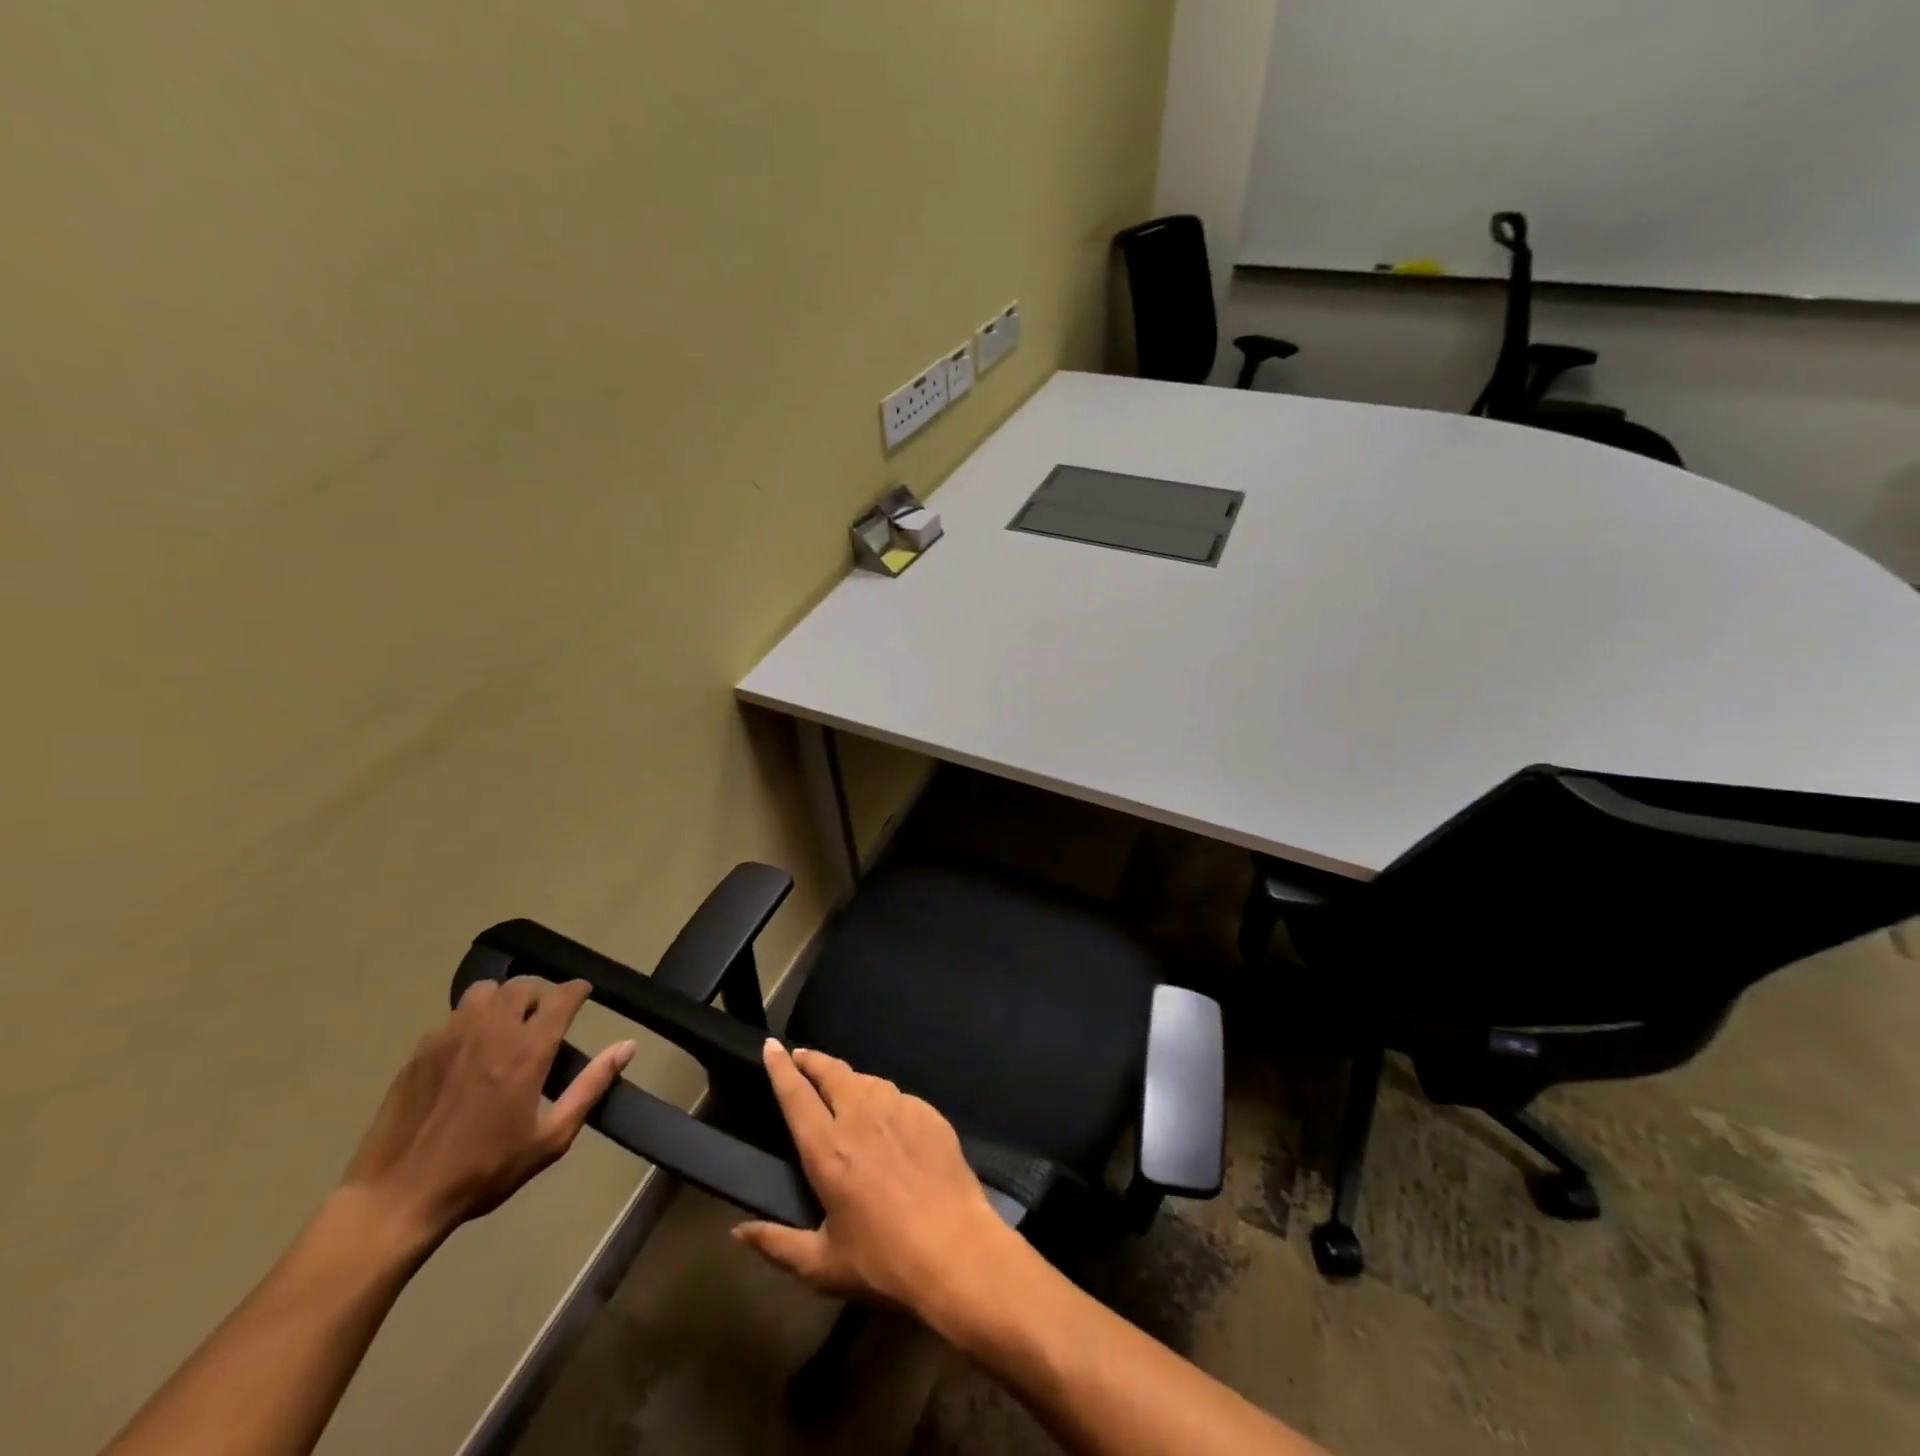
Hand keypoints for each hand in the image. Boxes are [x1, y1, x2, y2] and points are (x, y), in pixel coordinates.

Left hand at [342, 977, 634, 1246]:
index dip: (578, 990)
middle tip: (545, 1015)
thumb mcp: (550, 1139)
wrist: (397, 1199)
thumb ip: (591, 1086)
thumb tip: (627, 1046)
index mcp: (528, 1050)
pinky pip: (453, 1015)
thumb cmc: (483, 1171)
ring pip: (485, 992)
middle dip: (541, 993)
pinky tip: (470, 1048)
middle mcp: (492, 1031)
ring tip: (506, 1024)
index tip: (584, 995)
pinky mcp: (420, 1050)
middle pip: (523, 986)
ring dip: (503, 1000)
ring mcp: (451, 1037)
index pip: (561, 996)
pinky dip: (471, 1020)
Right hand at [731, 1042, 1015, 1321]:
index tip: (771, 1046)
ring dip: (849, 1079)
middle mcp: (861, 1117)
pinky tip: (888, 1117)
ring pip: (867, 1080)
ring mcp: (900, 1109)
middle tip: (802, 1056)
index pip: (796, 1096)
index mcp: (828, 1150)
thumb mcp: (822, 1266)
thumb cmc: (883, 1263)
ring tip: (843, 1087)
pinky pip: (899, 1097)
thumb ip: (777, 1244)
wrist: (956, 1250)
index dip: (780, 1068)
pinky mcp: (930, 1113)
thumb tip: (738, 1232)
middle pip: (832, 1073)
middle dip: (813, 1060)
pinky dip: (885, 1100)